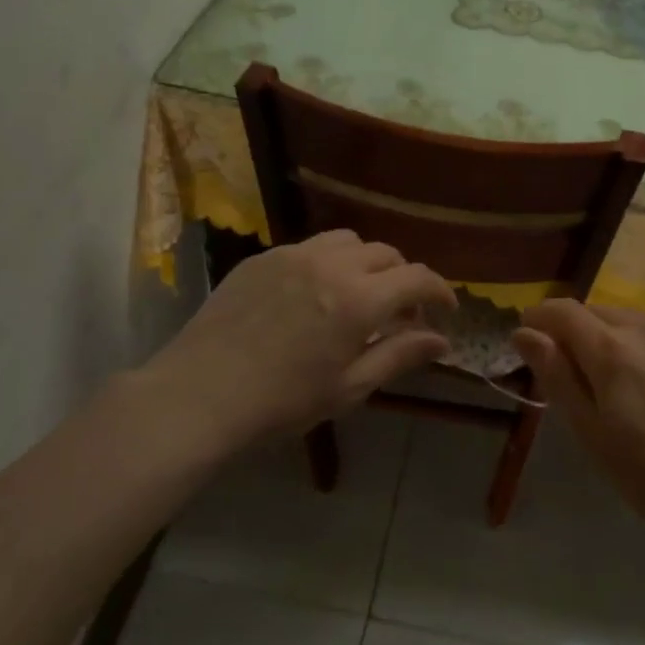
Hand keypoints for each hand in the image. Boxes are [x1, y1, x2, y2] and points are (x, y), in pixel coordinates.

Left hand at [130, 230, 455, 459]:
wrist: (198, 396)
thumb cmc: (282, 404)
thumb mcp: (349, 388)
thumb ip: (400, 355)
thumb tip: (442, 340)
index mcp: (359, 299)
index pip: (418, 278)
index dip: (440, 290)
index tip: (445, 309)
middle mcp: (331, 264)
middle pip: (386, 254)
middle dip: (403, 278)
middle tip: (400, 312)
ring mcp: (293, 255)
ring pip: (348, 241)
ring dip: (366, 263)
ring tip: (358, 294)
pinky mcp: (262, 257)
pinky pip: (309, 247)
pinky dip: (327, 263)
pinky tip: (313, 294)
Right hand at [513, 301, 644, 558]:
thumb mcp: (590, 432)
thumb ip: (556, 374)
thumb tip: (524, 332)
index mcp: (611, 349)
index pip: (562, 311)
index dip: (537, 318)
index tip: (526, 342)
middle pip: (594, 311)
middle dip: (570, 330)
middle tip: (565, 371)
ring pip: (627, 318)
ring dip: (605, 334)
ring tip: (606, 378)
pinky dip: (638, 344)